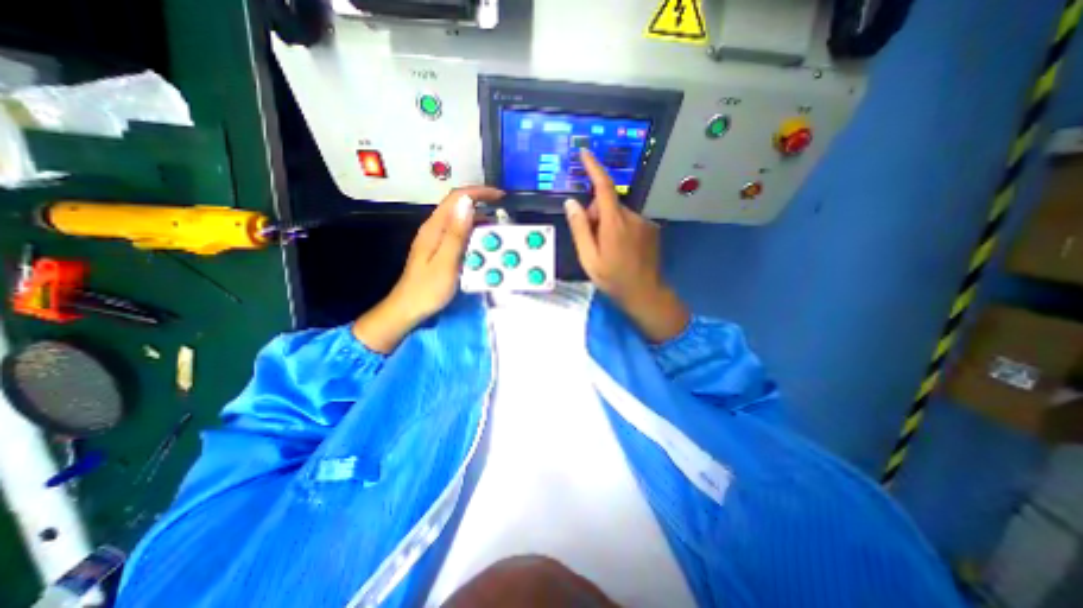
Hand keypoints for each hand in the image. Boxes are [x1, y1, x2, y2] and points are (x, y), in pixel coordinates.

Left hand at [357, 188, 507, 354]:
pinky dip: (474, 234)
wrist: (408, 308)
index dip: (478, 192)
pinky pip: (459, 234)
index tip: (500, 196)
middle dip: (482, 204)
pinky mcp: (439, 249)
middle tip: (503, 215)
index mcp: (434, 228)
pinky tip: (484, 244)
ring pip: (460, 221)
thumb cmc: (428, 289)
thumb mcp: (446, 262)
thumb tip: (467, 203)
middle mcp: (434, 229)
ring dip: (480, 221)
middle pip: (458, 206)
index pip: (456, 198)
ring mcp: (436, 239)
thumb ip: (457, 233)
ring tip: (499, 229)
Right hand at [562, 151, 689, 343]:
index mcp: (614, 223)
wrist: (645, 293)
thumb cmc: (613, 279)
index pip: (603, 187)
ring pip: (618, 213)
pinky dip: (620, 228)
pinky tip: (621, 249)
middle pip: (608, 203)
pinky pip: (629, 220)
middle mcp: (632, 216)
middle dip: (595, 214)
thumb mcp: (589, 258)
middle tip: (591, 240)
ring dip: (608, 223)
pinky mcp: (651, 229)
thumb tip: (570, 203)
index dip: (593, 168)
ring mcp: (644, 222)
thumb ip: (580, 229)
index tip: (585, 153)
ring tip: (607, 248)